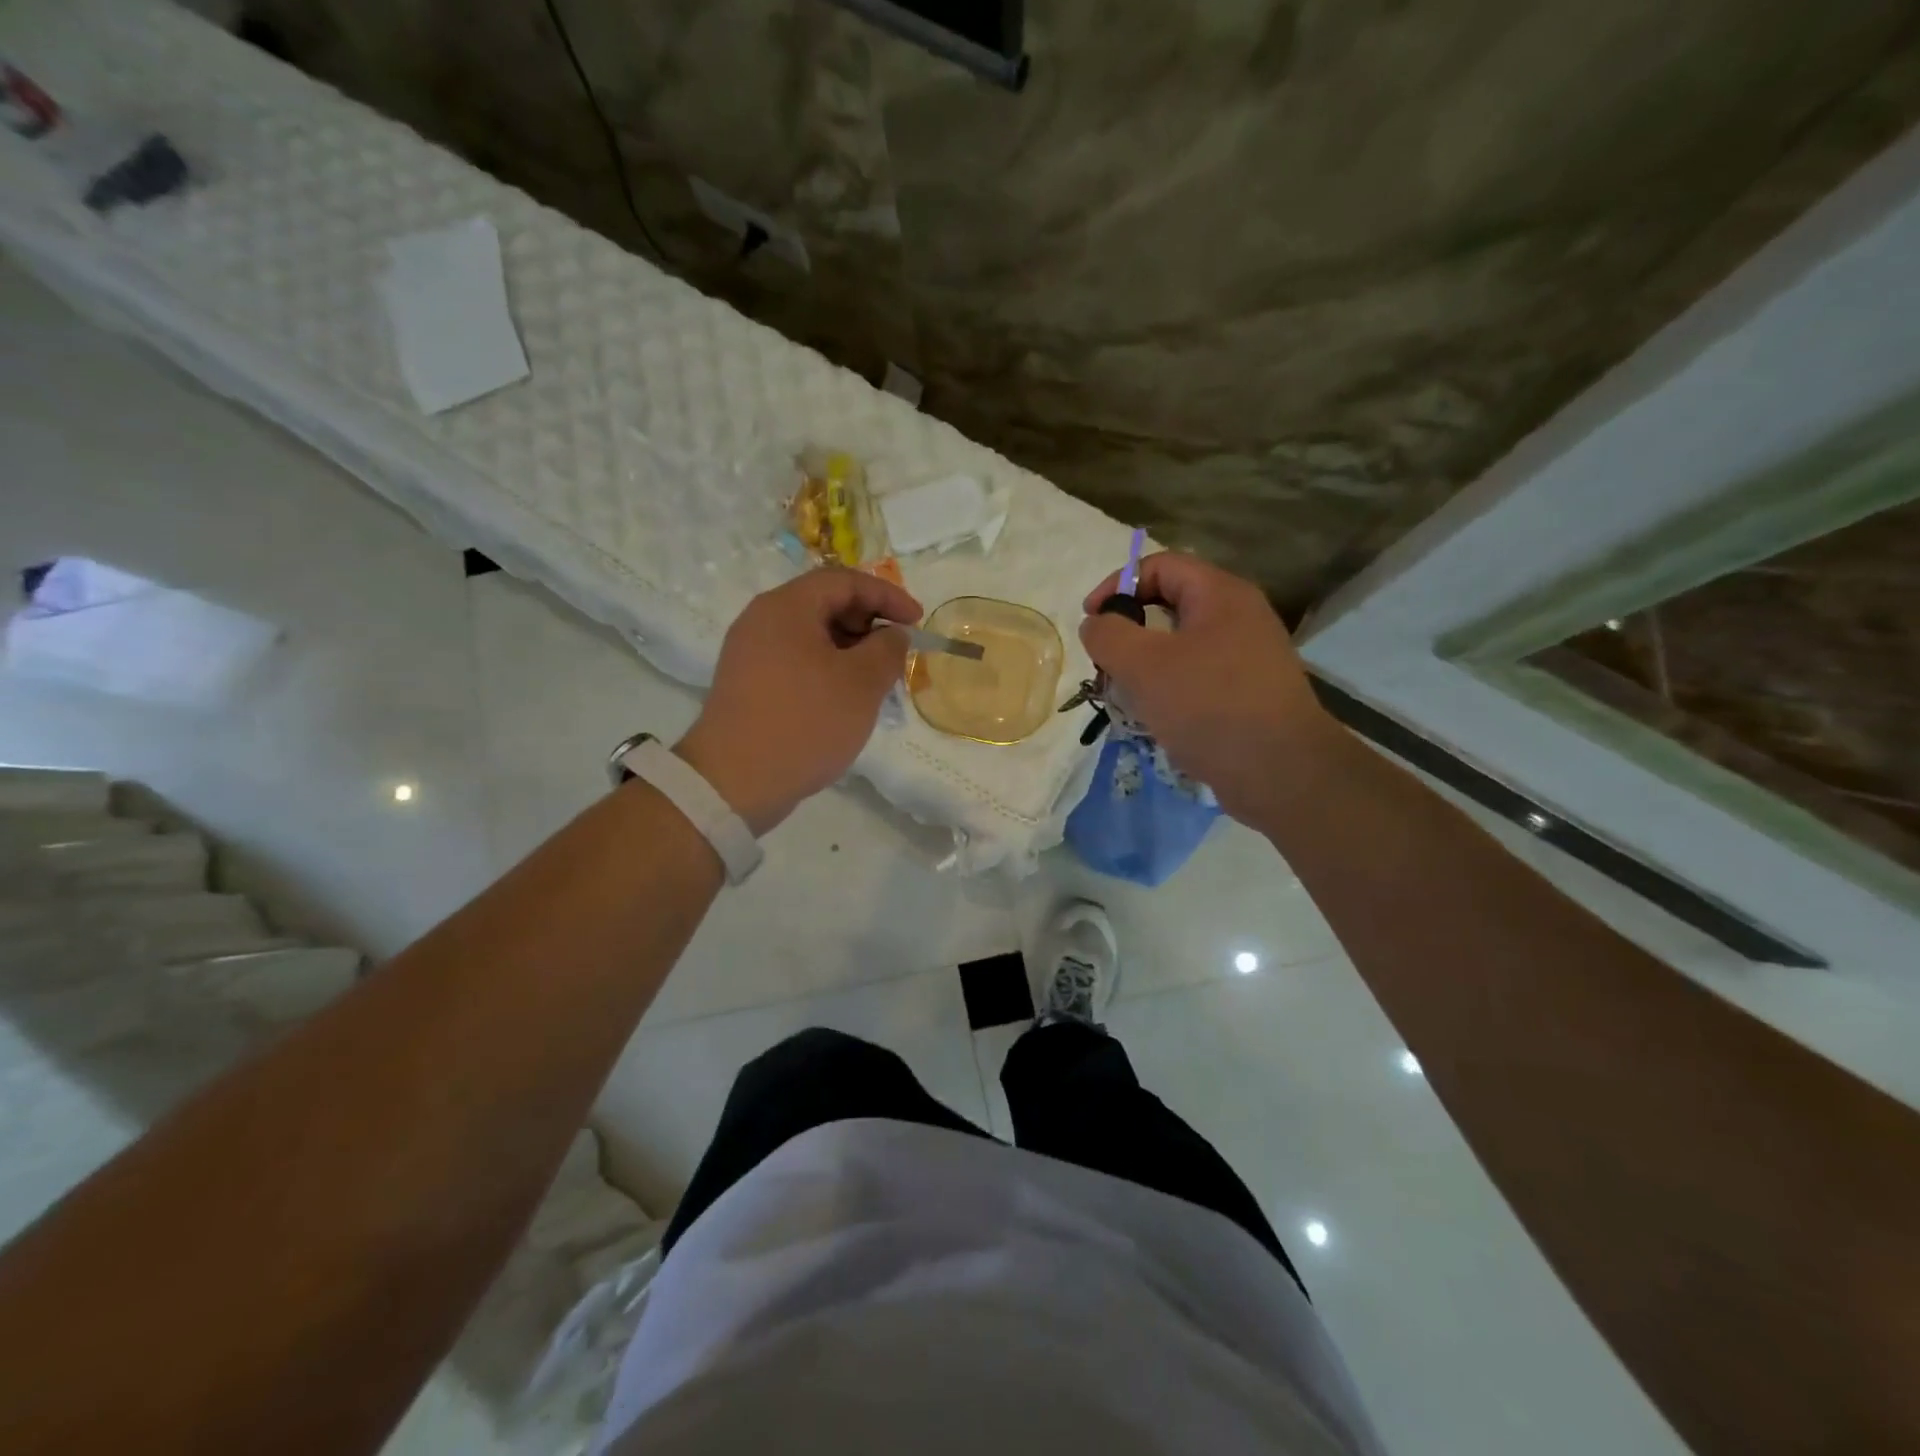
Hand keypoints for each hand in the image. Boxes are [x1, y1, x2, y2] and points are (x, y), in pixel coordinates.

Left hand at [675, 568, 921, 835]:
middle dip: (868, 621)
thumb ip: (887, 649)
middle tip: (896, 651)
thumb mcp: (861, 684)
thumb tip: (892, 634)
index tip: (917, 620)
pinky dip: (826, 667)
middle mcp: (762, 620)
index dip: (887, 595)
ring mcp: (749, 652)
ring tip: (876, 679)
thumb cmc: (805, 723)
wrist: (734, 782)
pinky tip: (844, 697)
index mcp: (786, 607)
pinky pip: (795, 659)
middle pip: (824, 603)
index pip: (844, 580)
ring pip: (810, 634)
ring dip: (849, 648)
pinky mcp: (747, 683)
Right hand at [1079, 552, 1334, 824]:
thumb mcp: (1143, 665)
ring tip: (1124, 696)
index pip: (1160, 566)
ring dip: (1145, 666)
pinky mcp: (1249, 693)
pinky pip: (1198, 677)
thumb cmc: (1208, 706)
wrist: (1280, 771)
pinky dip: (1169, 689)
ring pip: (1181, 646)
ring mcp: (1248, 656)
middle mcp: (1240, 617)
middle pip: (1170, 605)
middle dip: (1129, 631)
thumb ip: (1109, 635)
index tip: (1091, 621)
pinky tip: (1155, 718)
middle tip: (1105, 664)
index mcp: (1220, 594)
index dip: (1117, 585)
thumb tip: (1096, 623)